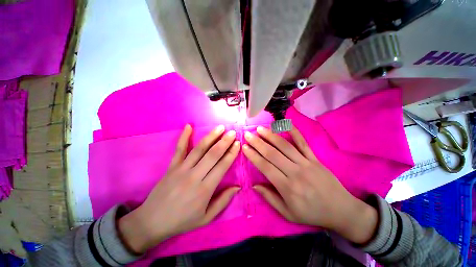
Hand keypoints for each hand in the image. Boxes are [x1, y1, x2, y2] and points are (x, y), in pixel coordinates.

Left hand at [119, 125, 240, 253]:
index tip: (237, 144)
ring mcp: (181, 169)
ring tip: (220, 128)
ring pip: (199, 149)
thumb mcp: (206, 218)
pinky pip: (179, 149)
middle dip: (224, 142)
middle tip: (232, 132)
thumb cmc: (182, 221)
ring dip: (211, 137)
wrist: (152, 222)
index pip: (222, 166)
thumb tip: (237, 187)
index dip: (231, 154)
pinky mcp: (171, 166)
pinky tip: (189, 126)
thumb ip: (223, 201)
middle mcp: (194, 176)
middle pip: (212, 154)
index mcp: (204, 190)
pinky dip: (184, 137)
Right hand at [243, 126, 377, 243]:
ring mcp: (306, 163)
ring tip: (260, 129)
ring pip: (285, 146)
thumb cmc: (312, 213)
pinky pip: (303, 143)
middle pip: (272, 154)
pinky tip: (285, 124)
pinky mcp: (315, 158)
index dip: (253, 156)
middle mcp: (295, 172)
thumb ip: (270, 198)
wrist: (341, 211)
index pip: (265, 167)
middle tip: (248, 134)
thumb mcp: (288, 214)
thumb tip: (254, 185)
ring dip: (271, 136)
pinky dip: (294, 132)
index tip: (244, 147)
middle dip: (258, 143)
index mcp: (287, 187)